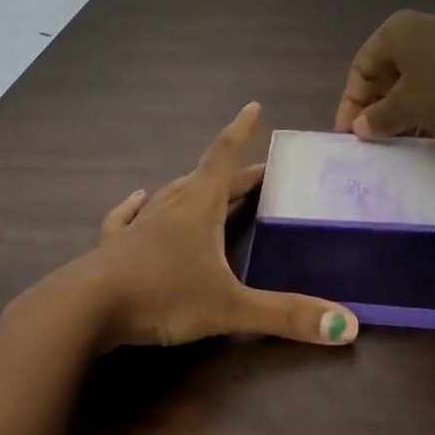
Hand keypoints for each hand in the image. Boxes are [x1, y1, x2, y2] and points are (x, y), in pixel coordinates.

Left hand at [71, 103, 359, 349]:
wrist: (85, 309)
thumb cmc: (161, 296)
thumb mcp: (229, 308)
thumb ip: (287, 317)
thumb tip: (349, 328)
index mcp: (198, 209)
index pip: (223, 159)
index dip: (241, 133)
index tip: (253, 106)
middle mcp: (169, 209)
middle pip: (204, 180)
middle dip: (232, 174)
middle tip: (256, 172)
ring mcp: (138, 226)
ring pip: (170, 196)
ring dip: (192, 188)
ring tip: (203, 184)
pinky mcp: (114, 247)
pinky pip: (127, 217)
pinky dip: (137, 206)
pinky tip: (136, 199)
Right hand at [334, 10, 434, 139]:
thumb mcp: (409, 105)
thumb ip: (379, 119)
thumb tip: (359, 128)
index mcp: (393, 35)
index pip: (359, 71)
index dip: (350, 105)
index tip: (347, 137)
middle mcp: (415, 36)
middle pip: (384, 79)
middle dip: (378, 113)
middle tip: (373, 146)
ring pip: (411, 88)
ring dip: (403, 117)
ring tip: (398, 149)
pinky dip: (427, 113)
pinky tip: (429, 140)